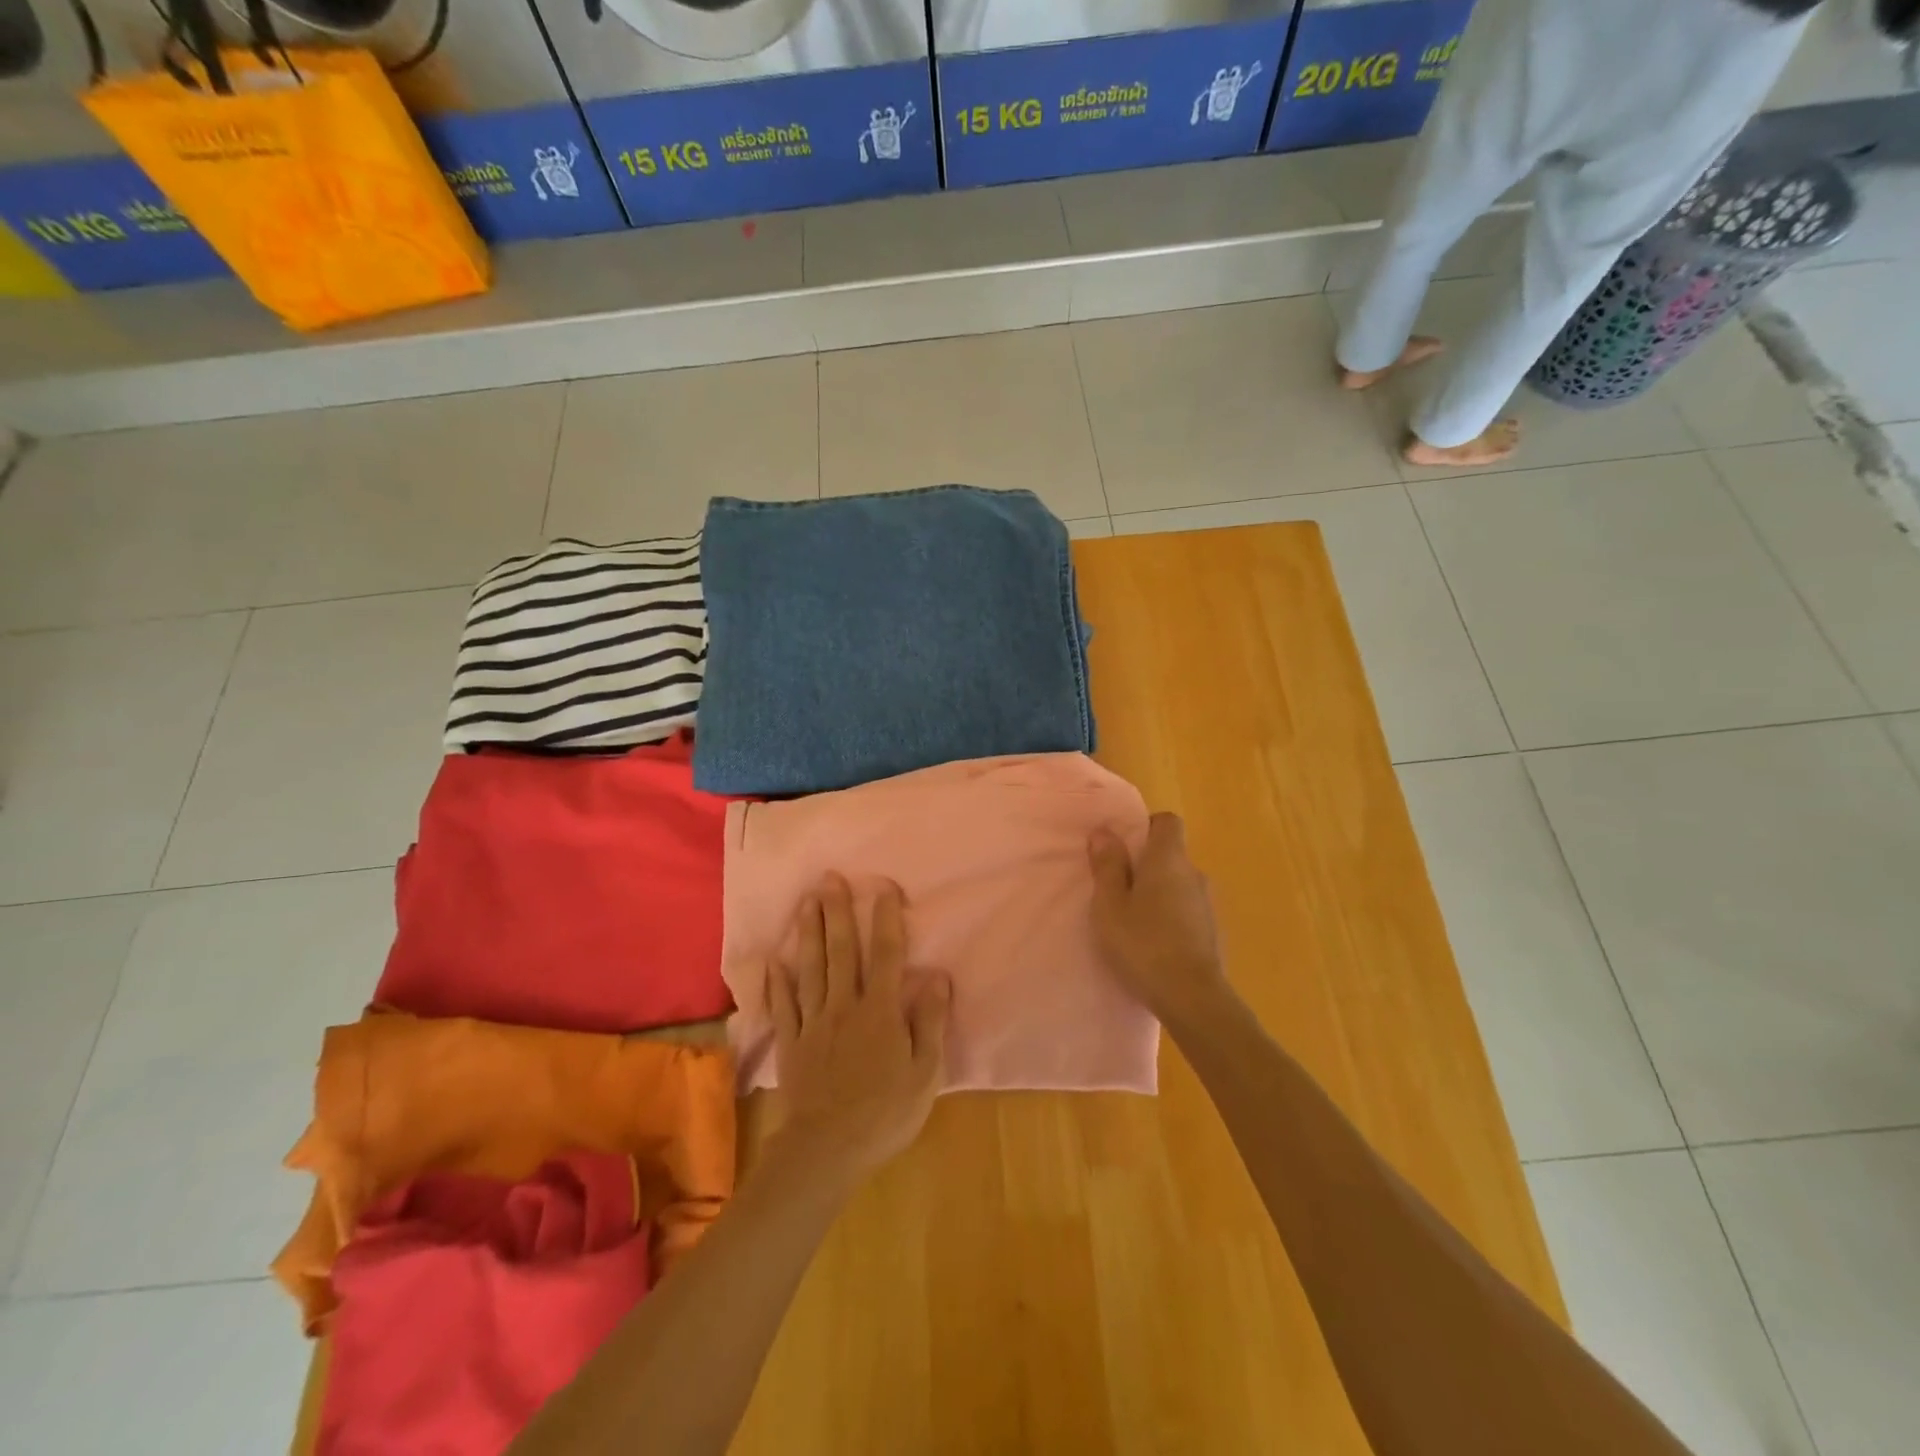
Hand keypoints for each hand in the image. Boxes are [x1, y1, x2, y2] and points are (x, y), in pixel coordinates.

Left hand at [767, 874, 950, 1183]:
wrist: (827, 1149)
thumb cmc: (885, 1112)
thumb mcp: (925, 1073)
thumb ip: (931, 1022)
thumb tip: (938, 977)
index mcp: (880, 1011)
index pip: (887, 955)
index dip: (886, 919)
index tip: (883, 886)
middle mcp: (845, 1005)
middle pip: (842, 951)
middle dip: (838, 912)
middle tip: (829, 878)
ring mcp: (814, 1022)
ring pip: (811, 968)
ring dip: (809, 933)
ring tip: (806, 901)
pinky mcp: (792, 1042)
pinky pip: (784, 1005)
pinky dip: (777, 981)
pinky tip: (773, 960)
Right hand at [1089, 813, 1228, 1024]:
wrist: (1193, 998)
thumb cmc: (1144, 943)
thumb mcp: (1110, 905)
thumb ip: (1107, 866)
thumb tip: (1104, 831)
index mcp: (1169, 859)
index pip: (1168, 821)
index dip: (1146, 827)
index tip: (1124, 847)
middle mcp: (1194, 873)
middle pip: (1171, 855)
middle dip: (1146, 865)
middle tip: (1117, 889)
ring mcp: (1208, 904)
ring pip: (1178, 884)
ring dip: (1159, 893)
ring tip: (1133, 920)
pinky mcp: (1212, 932)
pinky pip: (1187, 910)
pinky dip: (1171, 917)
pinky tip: (1153, 943)